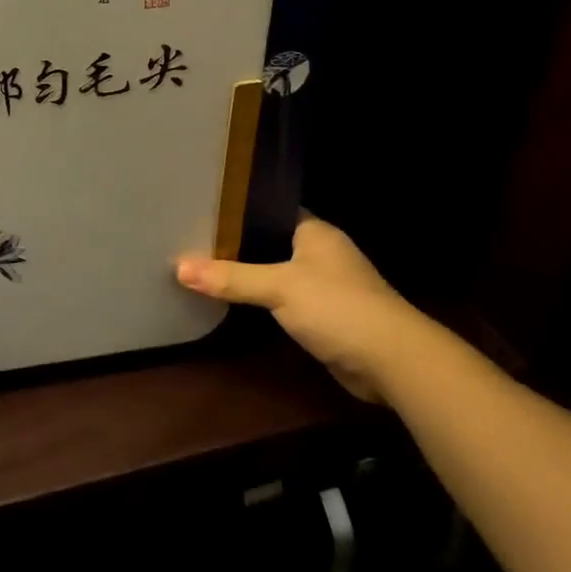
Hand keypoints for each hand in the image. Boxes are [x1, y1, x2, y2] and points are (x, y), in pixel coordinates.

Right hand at [177, 216, 430, 402]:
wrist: (391, 360)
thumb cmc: (337, 307)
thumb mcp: (279, 287)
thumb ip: (231, 278)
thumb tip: (179, 267)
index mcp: (315, 231)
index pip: (270, 210)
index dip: (238, 211)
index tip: (202, 210)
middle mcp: (322, 252)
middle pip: (270, 242)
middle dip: (237, 245)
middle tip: (193, 240)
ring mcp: (326, 285)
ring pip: (277, 273)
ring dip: (250, 275)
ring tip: (204, 267)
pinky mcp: (325, 315)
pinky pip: (285, 300)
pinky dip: (263, 301)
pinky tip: (234, 301)